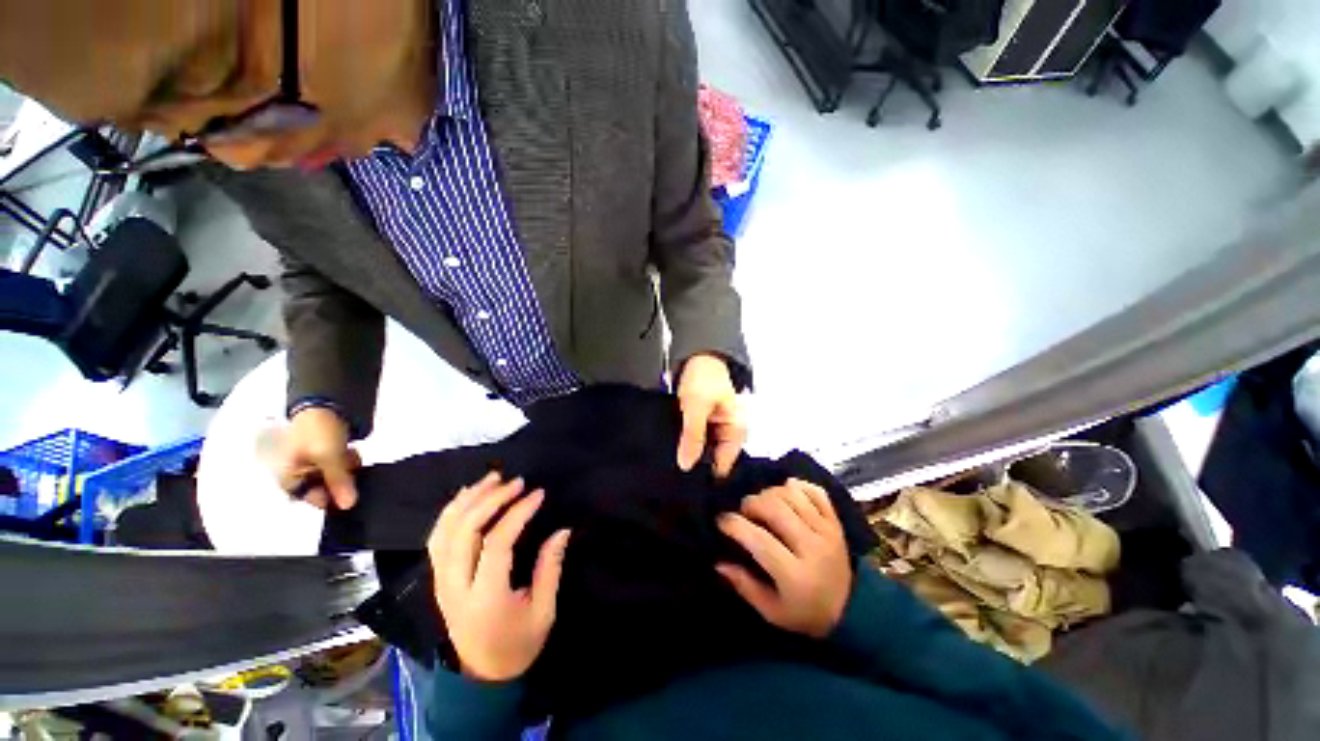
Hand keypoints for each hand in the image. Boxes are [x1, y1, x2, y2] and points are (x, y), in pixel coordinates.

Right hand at [273, 406, 360, 509]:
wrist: (325, 404)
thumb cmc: (318, 432)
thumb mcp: (329, 457)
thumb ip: (338, 481)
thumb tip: (348, 506)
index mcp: (289, 479)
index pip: (316, 500)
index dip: (335, 496)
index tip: (351, 486)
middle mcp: (298, 477)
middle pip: (327, 489)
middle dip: (342, 479)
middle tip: (348, 464)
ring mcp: (312, 466)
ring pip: (337, 478)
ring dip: (347, 469)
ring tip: (349, 455)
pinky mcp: (325, 457)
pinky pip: (340, 467)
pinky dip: (347, 462)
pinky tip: (351, 452)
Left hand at [428, 473, 570, 682]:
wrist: (481, 675)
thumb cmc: (517, 644)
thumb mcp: (543, 613)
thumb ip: (550, 569)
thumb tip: (563, 530)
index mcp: (485, 599)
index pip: (496, 544)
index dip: (517, 513)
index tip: (538, 494)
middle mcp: (456, 587)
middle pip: (464, 531)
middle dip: (491, 499)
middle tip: (517, 481)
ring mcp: (441, 582)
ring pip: (445, 531)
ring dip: (468, 499)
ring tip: (493, 477)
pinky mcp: (438, 578)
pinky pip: (437, 538)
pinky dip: (451, 511)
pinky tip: (468, 494)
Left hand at [676, 353, 746, 477]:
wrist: (695, 355)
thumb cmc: (703, 378)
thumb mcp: (697, 407)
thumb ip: (693, 436)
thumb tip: (685, 466)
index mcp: (736, 431)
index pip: (724, 464)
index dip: (706, 474)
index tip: (686, 481)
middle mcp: (726, 433)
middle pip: (711, 459)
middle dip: (694, 464)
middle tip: (672, 473)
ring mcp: (712, 429)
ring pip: (700, 450)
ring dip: (687, 452)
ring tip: (668, 463)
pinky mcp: (700, 424)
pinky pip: (692, 439)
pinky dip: (683, 442)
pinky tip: (670, 449)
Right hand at [716, 479, 851, 638]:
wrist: (852, 611)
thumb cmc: (805, 614)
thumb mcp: (772, 612)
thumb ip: (744, 586)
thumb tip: (718, 562)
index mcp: (795, 575)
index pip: (759, 539)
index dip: (735, 525)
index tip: (721, 521)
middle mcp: (813, 548)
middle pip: (775, 508)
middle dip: (751, 504)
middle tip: (743, 513)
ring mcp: (827, 531)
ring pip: (792, 494)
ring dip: (770, 493)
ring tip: (763, 504)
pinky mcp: (836, 521)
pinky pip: (815, 491)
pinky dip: (797, 486)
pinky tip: (786, 493)